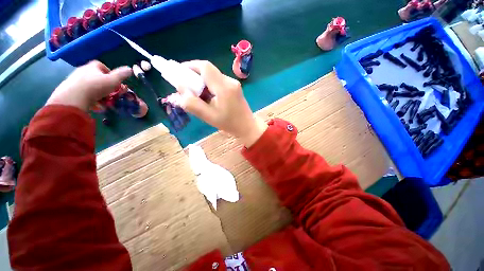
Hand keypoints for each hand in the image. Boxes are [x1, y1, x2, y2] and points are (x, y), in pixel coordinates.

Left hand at [46, 61, 132, 110]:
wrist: (73, 97)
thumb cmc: (96, 87)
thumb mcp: (113, 81)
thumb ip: (122, 75)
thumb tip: (130, 68)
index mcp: (92, 66)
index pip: (100, 65)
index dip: (107, 71)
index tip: (113, 79)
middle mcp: (82, 70)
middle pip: (93, 74)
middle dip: (101, 81)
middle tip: (108, 91)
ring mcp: (73, 79)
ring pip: (87, 83)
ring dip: (94, 89)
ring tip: (100, 99)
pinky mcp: (68, 88)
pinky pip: (80, 90)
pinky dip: (86, 95)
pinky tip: (91, 102)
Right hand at [178, 60, 266, 146]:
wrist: (247, 127)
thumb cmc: (229, 124)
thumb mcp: (208, 116)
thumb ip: (192, 104)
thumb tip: (178, 91)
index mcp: (224, 87)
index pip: (205, 67)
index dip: (190, 66)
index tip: (179, 73)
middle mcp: (230, 81)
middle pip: (208, 70)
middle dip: (194, 75)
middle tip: (186, 87)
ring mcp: (234, 83)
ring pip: (213, 76)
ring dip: (202, 81)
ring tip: (196, 94)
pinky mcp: (235, 87)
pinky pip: (218, 81)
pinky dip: (209, 85)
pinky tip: (207, 96)